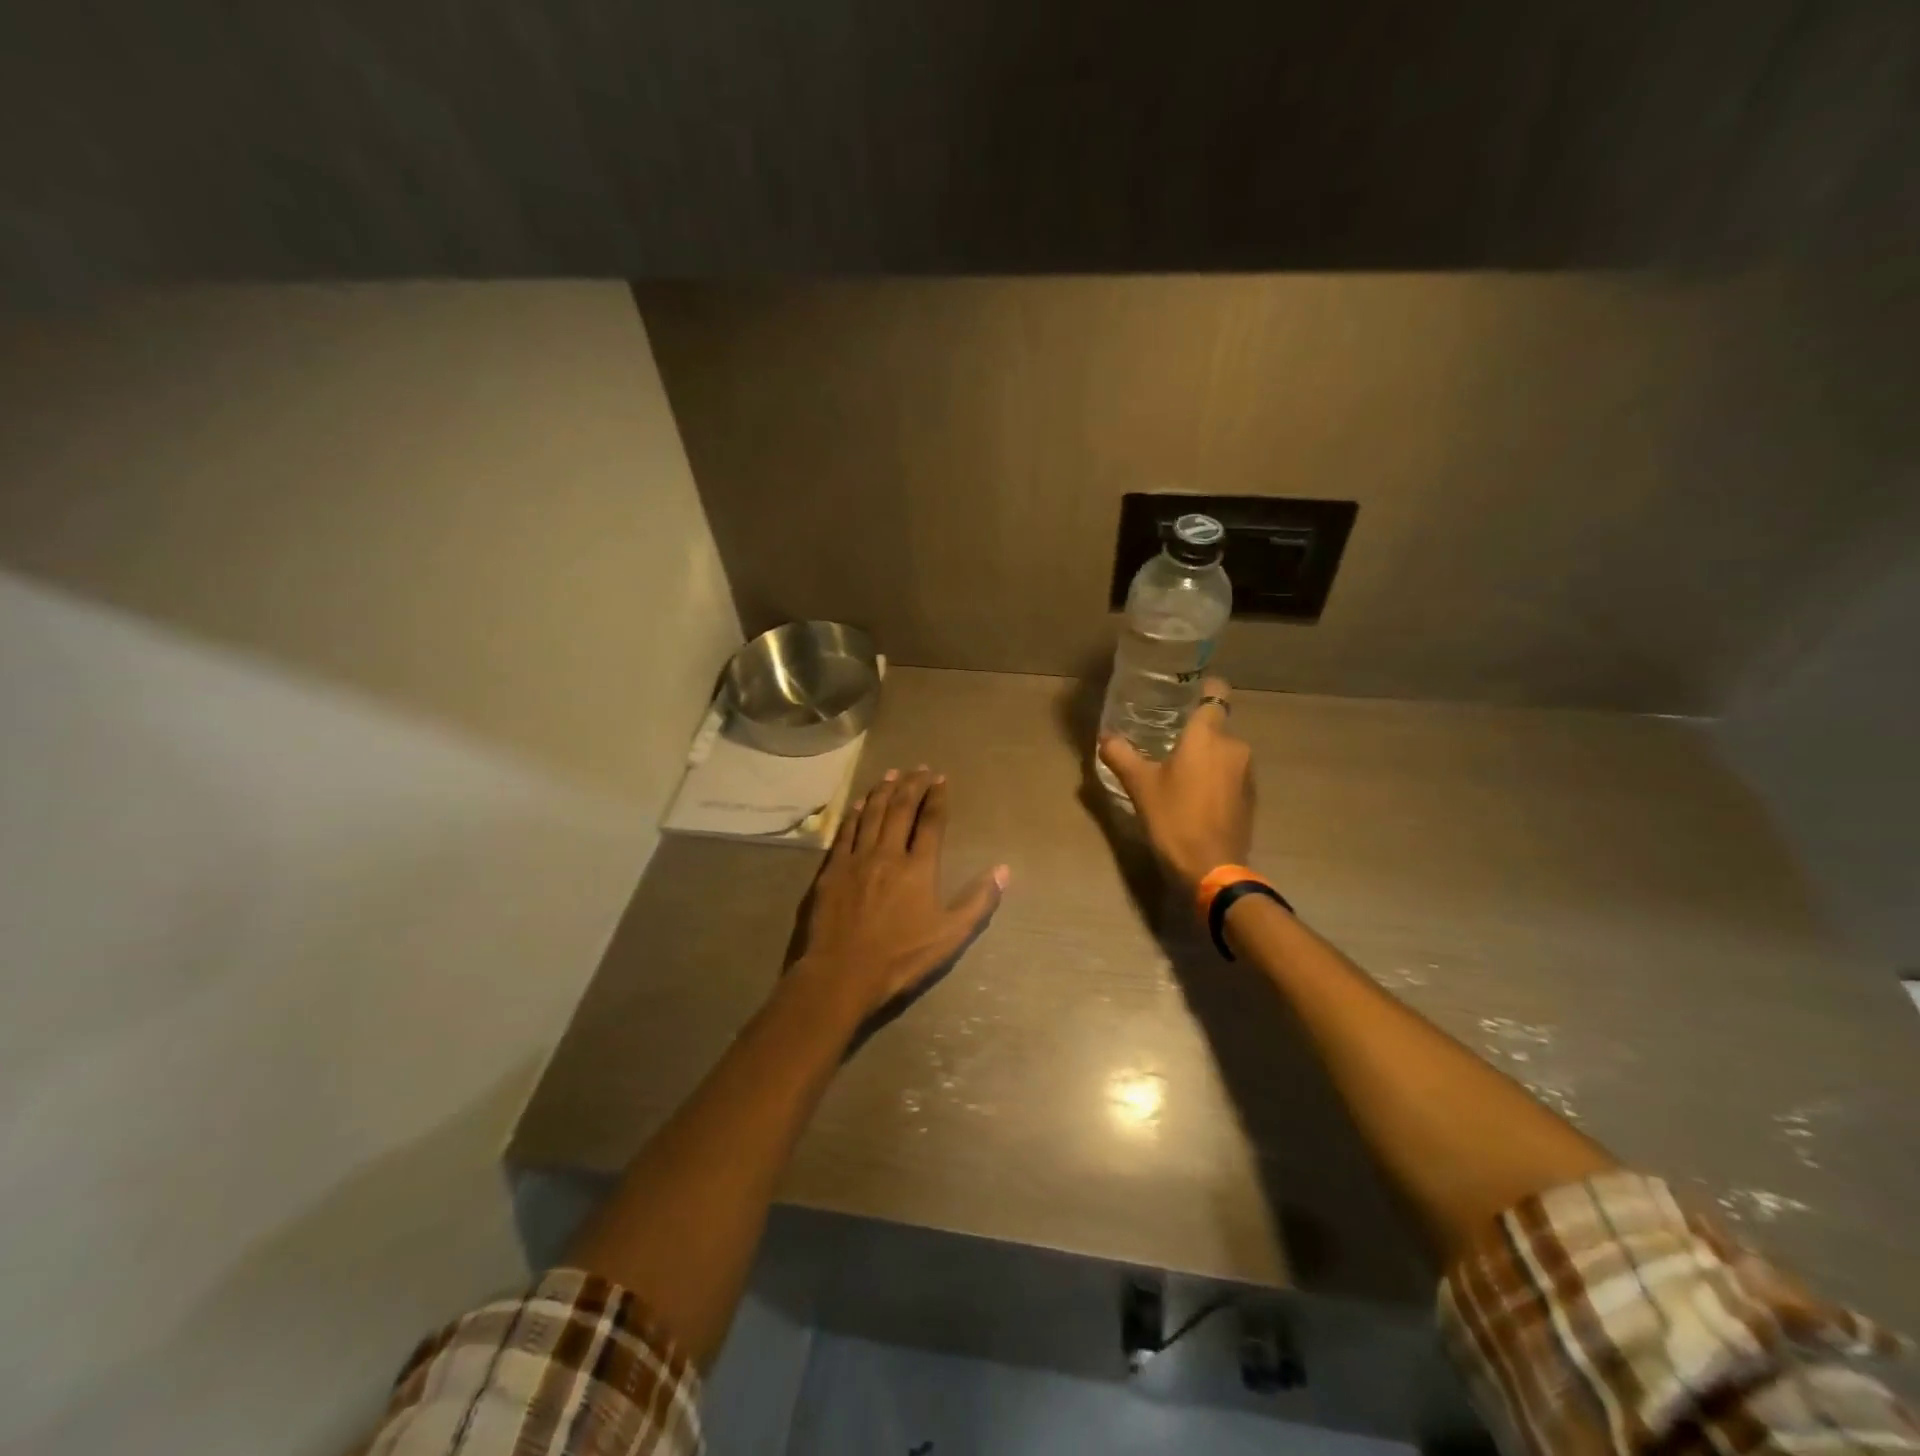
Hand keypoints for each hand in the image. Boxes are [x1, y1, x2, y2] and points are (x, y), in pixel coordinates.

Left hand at [789, 766, 1009, 1017]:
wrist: (841, 973)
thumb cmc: (900, 957)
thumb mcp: (950, 936)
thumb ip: (978, 901)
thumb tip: (1004, 869)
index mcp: (918, 867)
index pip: (931, 822)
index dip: (937, 798)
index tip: (941, 779)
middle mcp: (888, 853)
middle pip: (901, 809)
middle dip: (912, 785)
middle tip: (920, 768)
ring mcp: (856, 858)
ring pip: (872, 814)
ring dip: (884, 791)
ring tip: (892, 774)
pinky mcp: (832, 869)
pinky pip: (845, 831)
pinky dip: (854, 813)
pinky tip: (859, 803)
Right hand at [1098, 676, 1253, 894]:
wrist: (1212, 868)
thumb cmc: (1174, 818)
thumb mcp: (1140, 786)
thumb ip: (1121, 755)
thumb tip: (1106, 737)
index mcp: (1207, 735)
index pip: (1216, 693)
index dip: (1204, 688)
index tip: (1185, 694)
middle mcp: (1234, 746)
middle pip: (1215, 726)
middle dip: (1193, 733)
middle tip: (1164, 743)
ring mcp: (1247, 773)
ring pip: (1222, 752)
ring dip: (1204, 758)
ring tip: (1177, 773)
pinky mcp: (1250, 797)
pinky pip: (1230, 775)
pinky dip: (1214, 779)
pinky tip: (1194, 797)